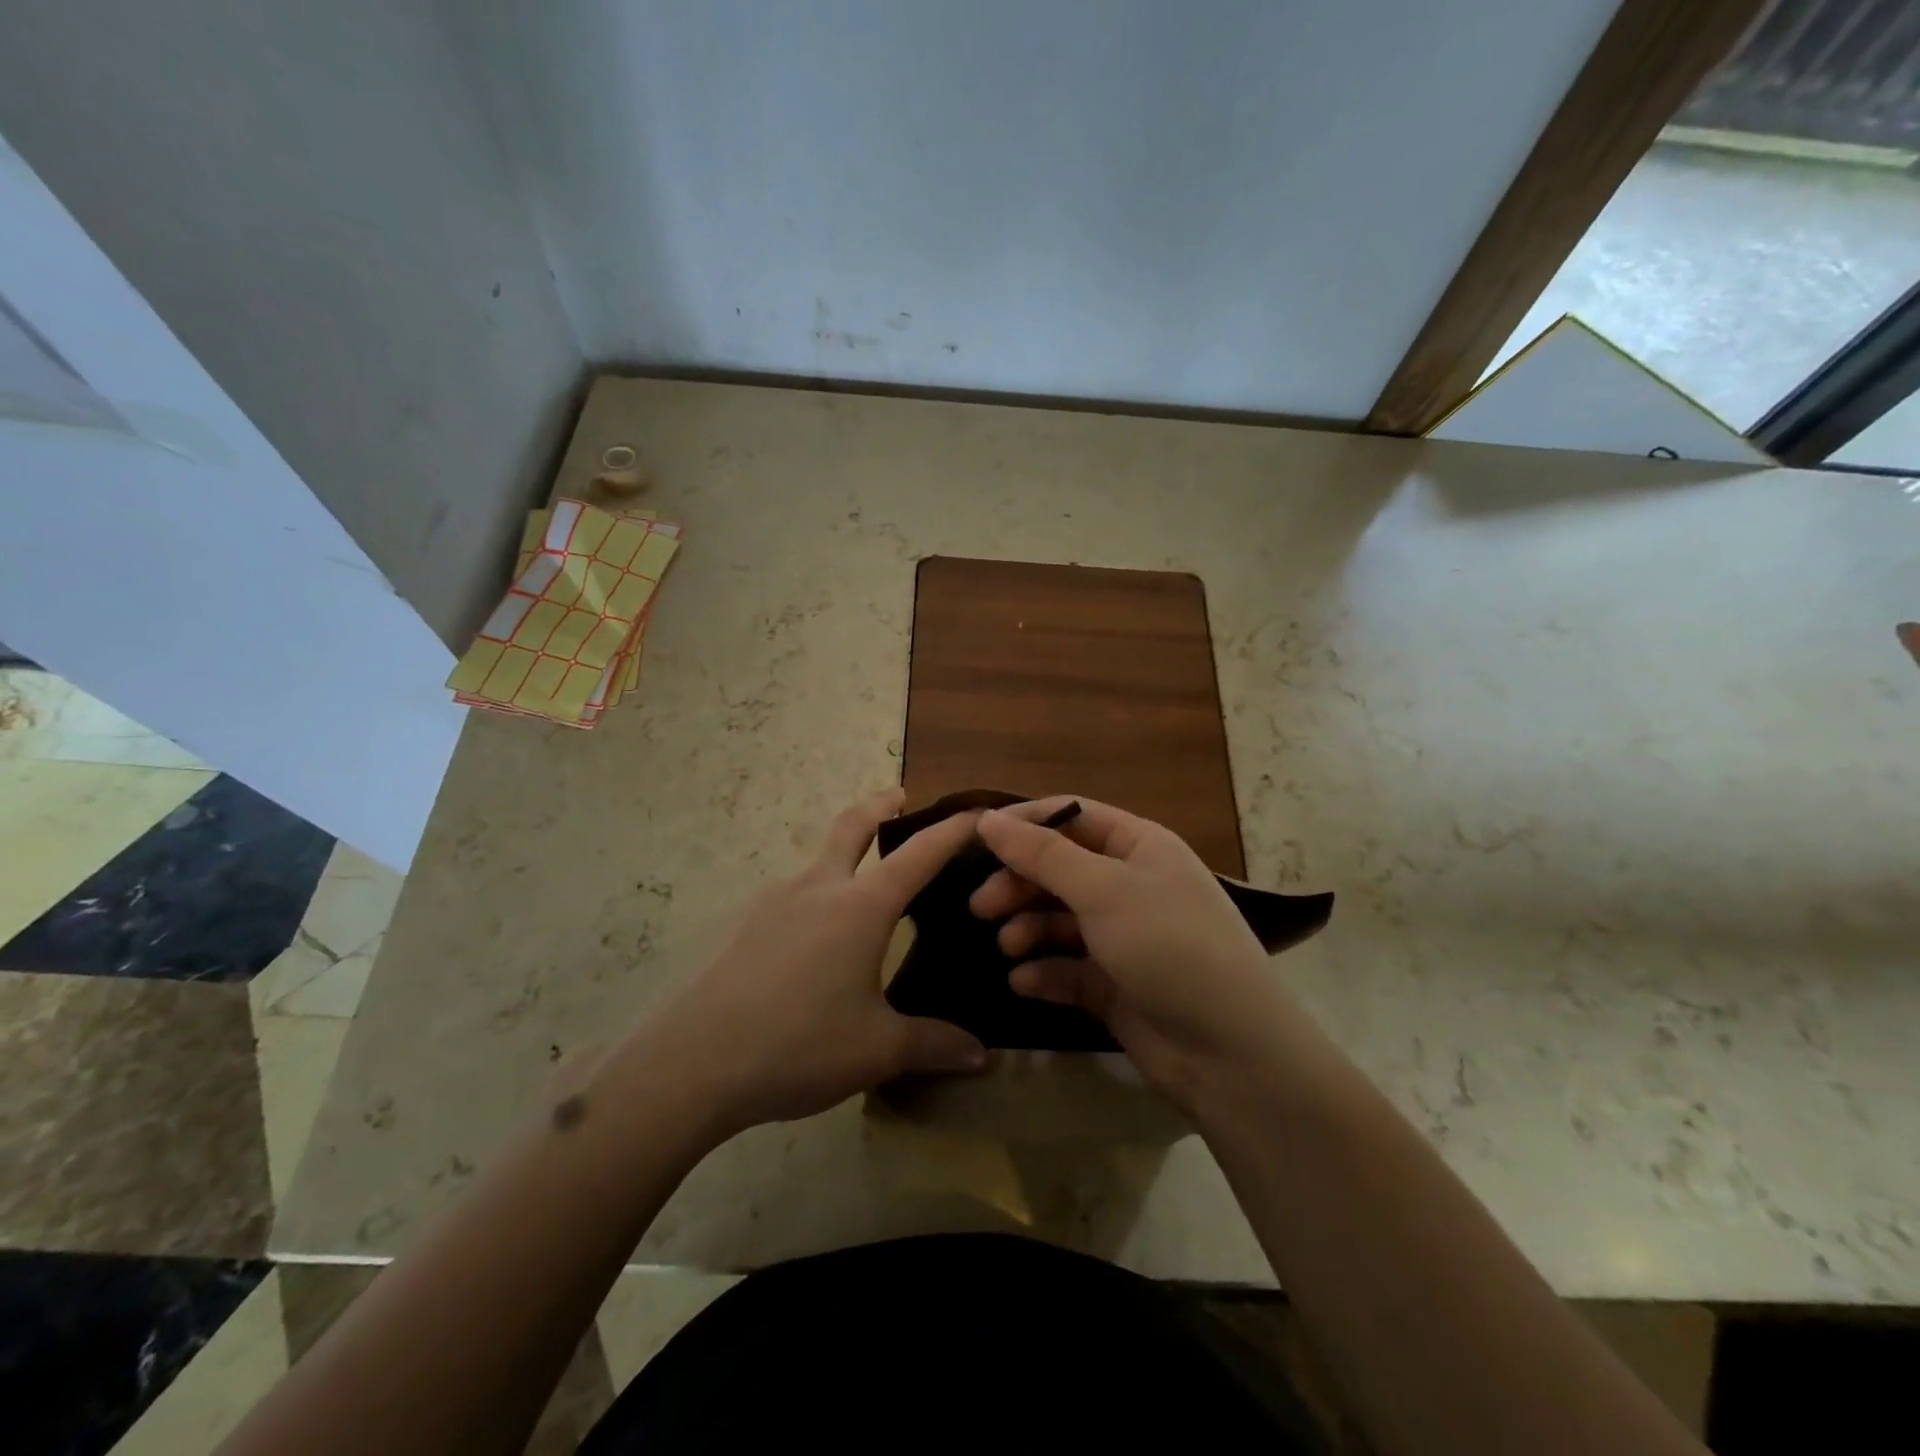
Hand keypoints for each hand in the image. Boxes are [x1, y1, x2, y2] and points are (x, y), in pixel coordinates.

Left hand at [633, 790, 988, 1138]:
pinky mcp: (743, 924)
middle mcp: (818, 888)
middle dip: (879, 805)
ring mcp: (773, 901)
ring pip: (817, 861)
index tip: (976, 813)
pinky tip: (812, 940)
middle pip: (852, 826)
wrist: (692, 1062)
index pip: (918, 855)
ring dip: (843, 856)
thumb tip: (982, 1057)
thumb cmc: (800, 1045)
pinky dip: (813, 896)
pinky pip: (789, 896)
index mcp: (861, 907)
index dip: (951, 831)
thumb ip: (934, 1045)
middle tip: (898, 797)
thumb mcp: (877, 1050)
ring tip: (860, 892)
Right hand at [971, 797, 1300, 1110]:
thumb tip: (988, 819)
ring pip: (1060, 920)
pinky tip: (1024, 982)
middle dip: (1020, 884)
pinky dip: (1045, 972)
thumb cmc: (1169, 946)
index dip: (1025, 824)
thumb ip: (1042, 854)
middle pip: (1061, 869)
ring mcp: (1124, 937)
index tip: (977, 839)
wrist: (1230, 1053)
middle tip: (980, 906)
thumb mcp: (1104, 890)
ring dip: (1029, 928)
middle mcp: (1131, 885)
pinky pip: (1069, 968)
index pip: (1072, 817)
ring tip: (1007, 945)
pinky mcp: (1115, 985)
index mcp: (1139, 846)